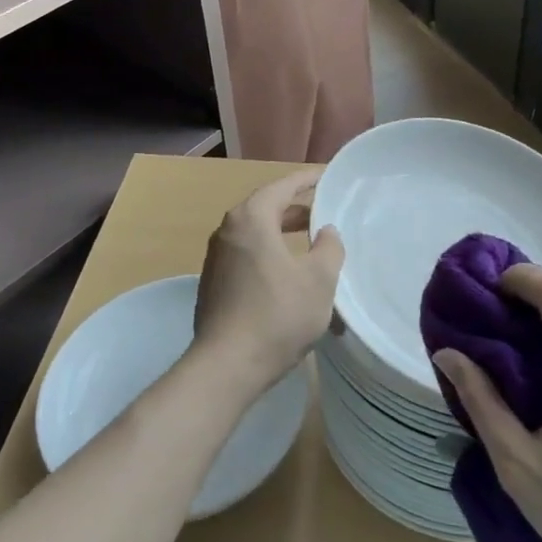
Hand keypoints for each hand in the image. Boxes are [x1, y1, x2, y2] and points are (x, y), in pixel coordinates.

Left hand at [190, 172, 345, 398]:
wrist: (227, 365)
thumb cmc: (278, 315)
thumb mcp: (318, 280)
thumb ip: (329, 247)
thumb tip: (326, 230)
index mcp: (250, 219)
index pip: (282, 187)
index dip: (307, 180)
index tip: (326, 176)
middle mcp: (227, 230)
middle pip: (265, 208)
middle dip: (294, 208)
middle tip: (322, 211)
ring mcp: (216, 258)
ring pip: (254, 233)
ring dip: (280, 232)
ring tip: (307, 240)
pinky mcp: (213, 283)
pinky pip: (245, 254)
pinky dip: (267, 252)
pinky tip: (285, 272)